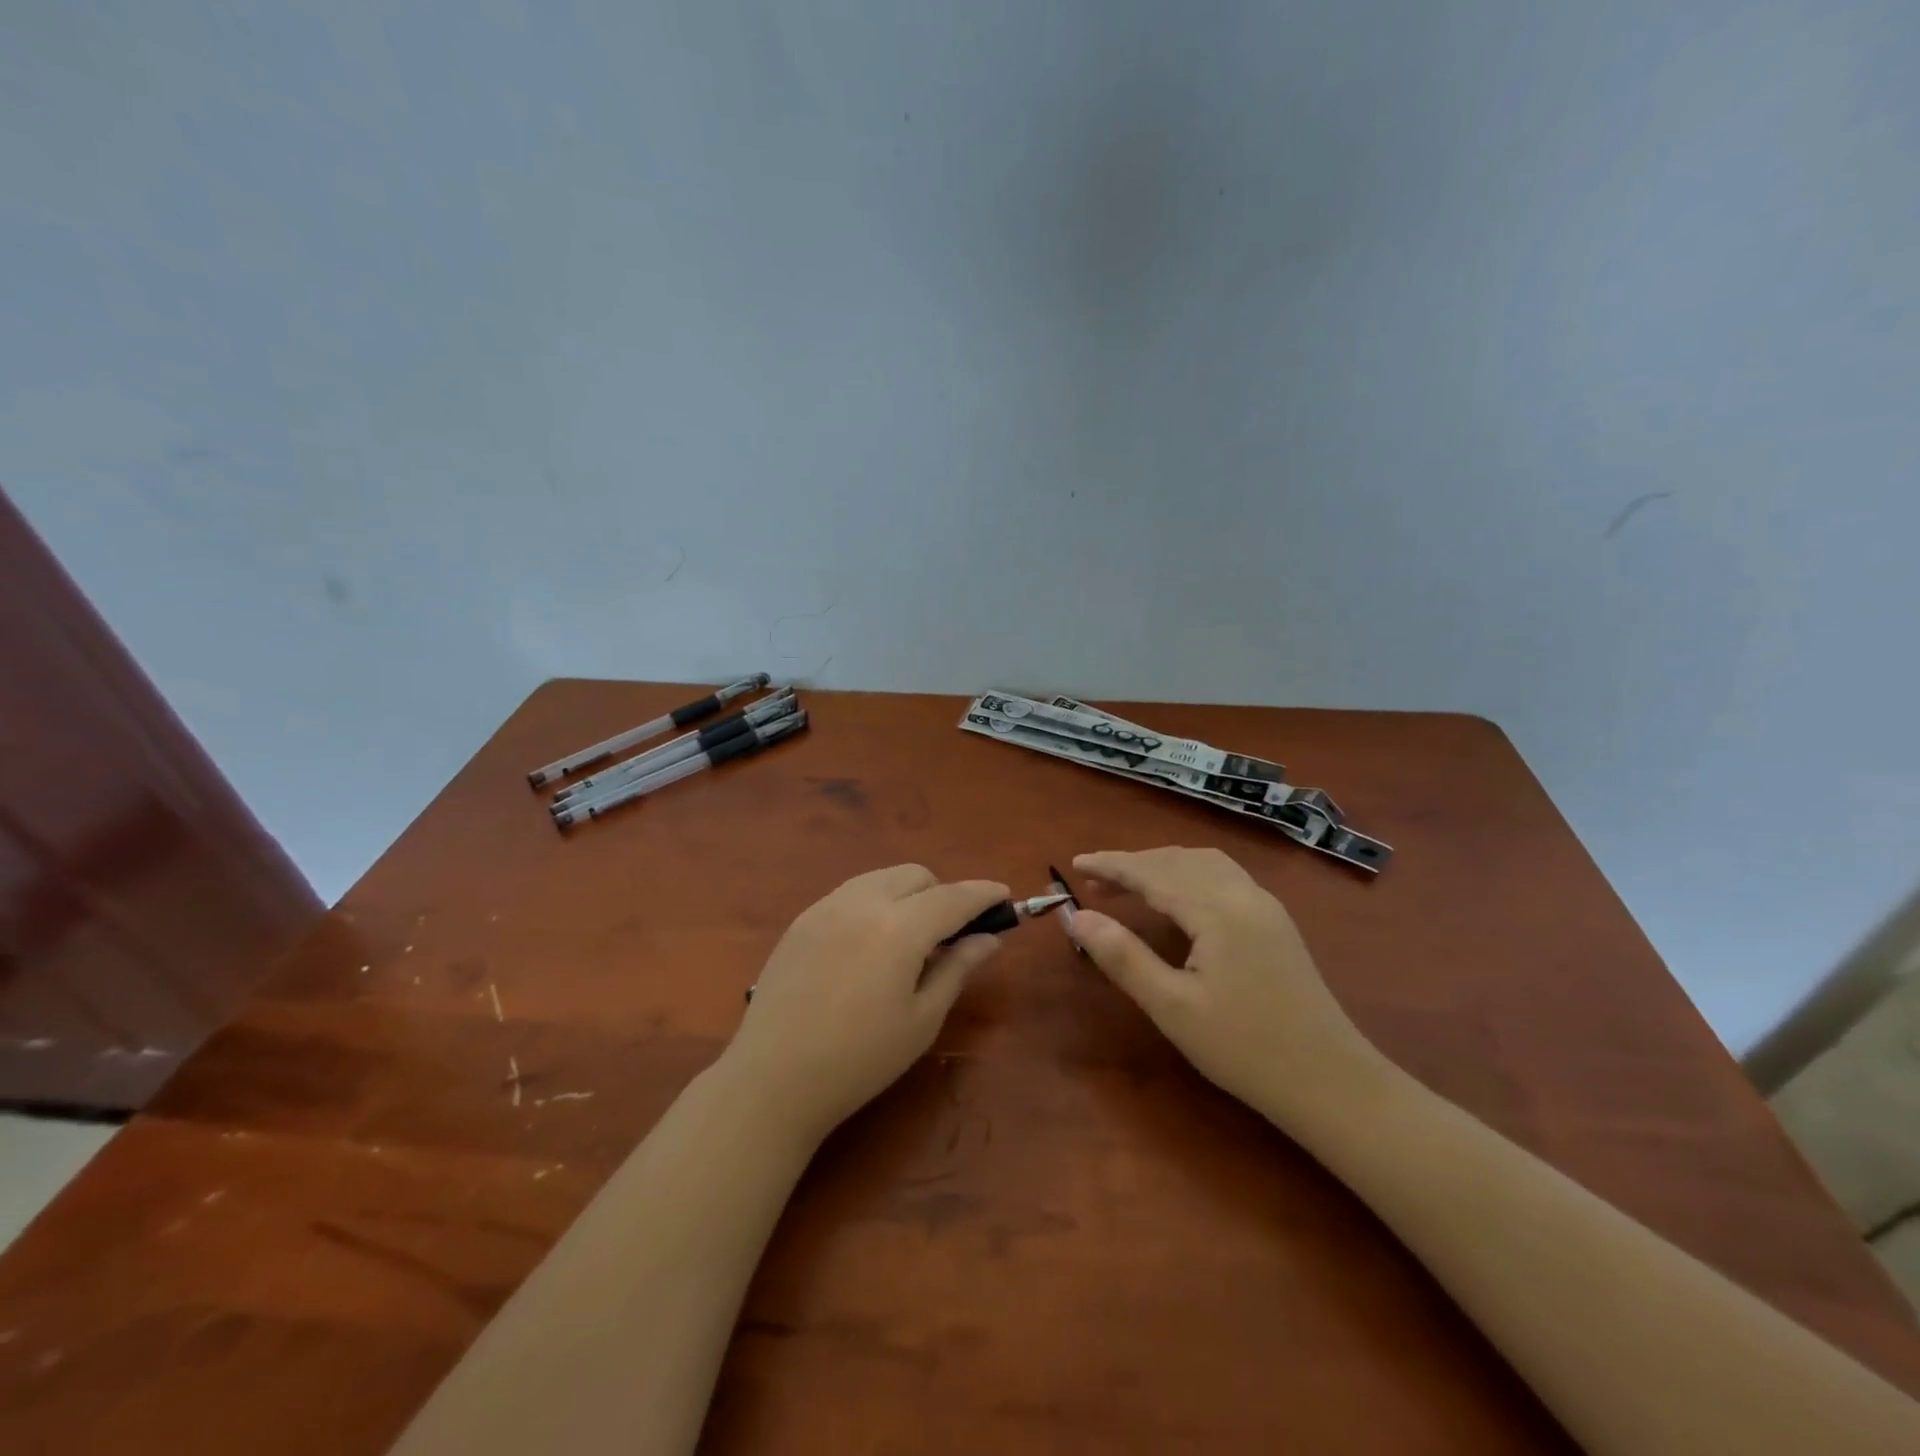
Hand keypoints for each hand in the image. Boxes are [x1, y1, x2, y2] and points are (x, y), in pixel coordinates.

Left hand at [722, 865, 1007, 1142]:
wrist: (773, 1079)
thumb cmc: (860, 1059)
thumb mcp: (922, 1019)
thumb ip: (958, 968)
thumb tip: (990, 937)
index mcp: (900, 928)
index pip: (954, 897)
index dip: (983, 894)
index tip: (1004, 896)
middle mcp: (863, 902)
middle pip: (917, 875)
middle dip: (942, 894)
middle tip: (949, 936)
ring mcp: (827, 906)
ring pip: (881, 878)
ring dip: (907, 894)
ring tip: (907, 940)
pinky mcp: (802, 919)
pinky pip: (851, 893)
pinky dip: (874, 903)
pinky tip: (868, 946)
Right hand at [1067, 847, 1384, 1130]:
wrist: (1332, 1083)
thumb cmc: (1245, 1048)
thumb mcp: (1172, 1007)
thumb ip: (1123, 957)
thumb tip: (1079, 917)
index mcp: (1217, 911)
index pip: (1153, 873)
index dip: (1111, 864)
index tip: (1075, 862)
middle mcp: (1243, 895)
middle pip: (1178, 861)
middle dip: (1134, 864)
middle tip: (1095, 881)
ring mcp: (1266, 906)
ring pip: (1205, 863)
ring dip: (1163, 865)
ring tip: (1131, 884)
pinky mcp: (1277, 923)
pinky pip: (1224, 876)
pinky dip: (1190, 873)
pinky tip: (1180, 898)